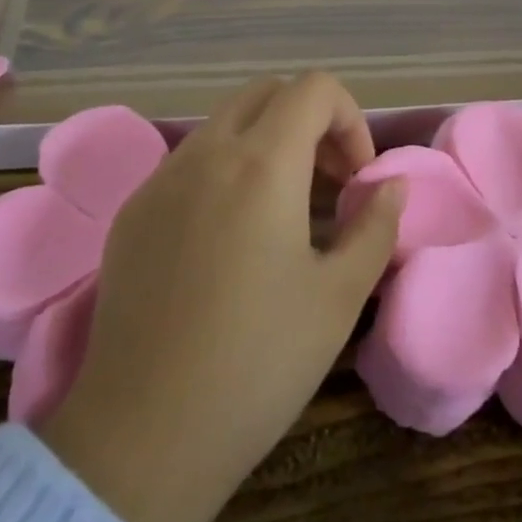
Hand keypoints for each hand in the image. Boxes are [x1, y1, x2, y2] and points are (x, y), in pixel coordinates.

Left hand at [38, 72, 403, 521]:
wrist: (145, 433)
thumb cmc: (258, 363)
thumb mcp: (339, 296)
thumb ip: (374, 226)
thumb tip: (390, 186)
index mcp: (261, 164)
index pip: (313, 88)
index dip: (350, 119)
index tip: (356, 179)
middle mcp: (205, 154)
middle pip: (266, 93)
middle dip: (309, 121)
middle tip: (328, 183)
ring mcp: (159, 180)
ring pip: (223, 124)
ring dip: (265, 144)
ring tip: (284, 212)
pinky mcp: (131, 212)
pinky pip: (187, 163)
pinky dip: (224, 171)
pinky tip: (229, 239)